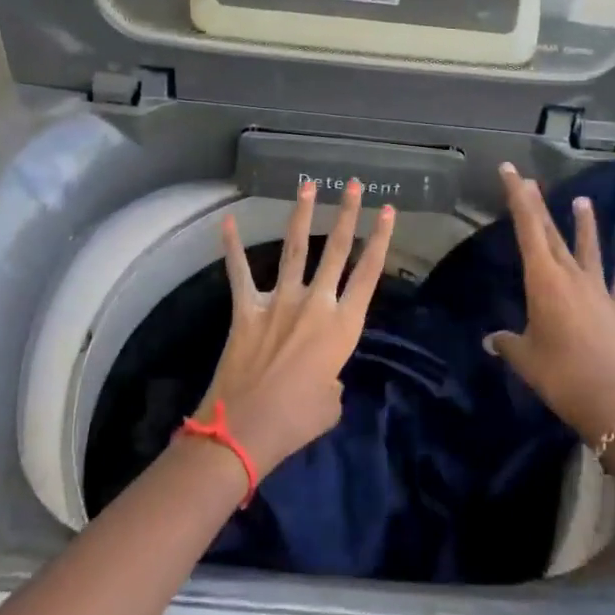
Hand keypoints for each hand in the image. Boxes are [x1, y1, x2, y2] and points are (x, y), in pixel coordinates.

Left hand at [198, 178, 395, 477]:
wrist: (246, 429)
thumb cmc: (297, 421)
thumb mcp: (332, 402)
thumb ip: (332, 377)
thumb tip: (321, 372)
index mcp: (342, 327)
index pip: (368, 273)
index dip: (380, 239)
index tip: (387, 210)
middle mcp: (315, 304)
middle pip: (337, 251)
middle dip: (347, 214)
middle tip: (355, 185)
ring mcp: (279, 302)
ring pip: (295, 249)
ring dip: (302, 215)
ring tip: (309, 186)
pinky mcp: (247, 309)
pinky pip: (239, 272)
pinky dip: (232, 246)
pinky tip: (227, 220)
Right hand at [485, 162, 614, 444]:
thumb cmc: (562, 378)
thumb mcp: (526, 360)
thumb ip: (507, 343)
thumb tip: (491, 340)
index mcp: (543, 282)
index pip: (527, 229)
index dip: (518, 198)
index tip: (512, 171)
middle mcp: (572, 277)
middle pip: (552, 234)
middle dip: (539, 205)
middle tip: (530, 180)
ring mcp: (601, 291)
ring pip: (589, 248)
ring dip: (584, 224)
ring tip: (581, 200)